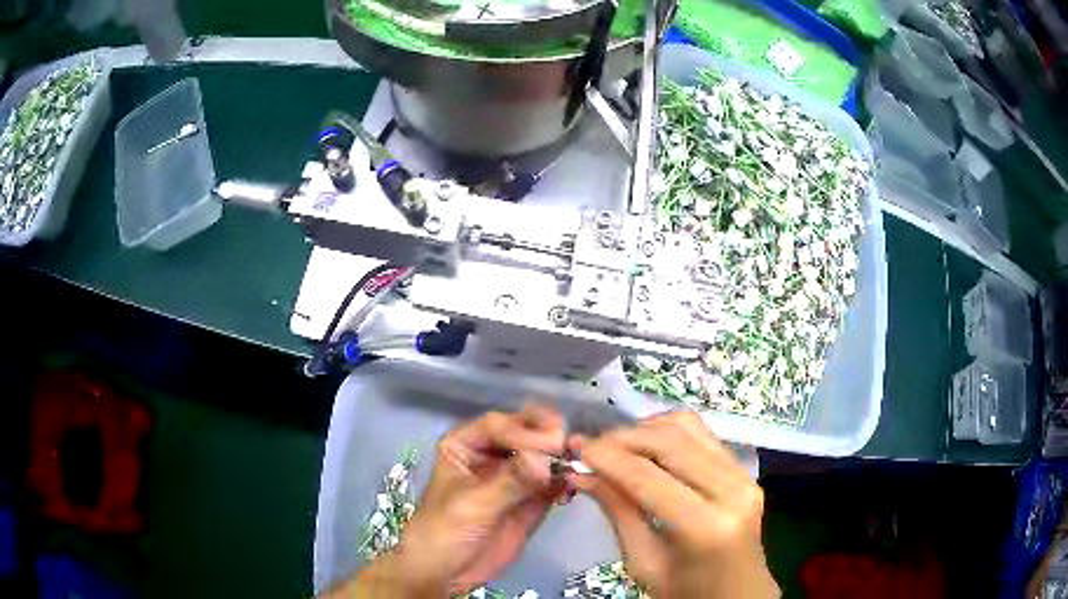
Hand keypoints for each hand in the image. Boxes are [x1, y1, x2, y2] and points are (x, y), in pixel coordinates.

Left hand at [346, 403, 566, 596]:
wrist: (447, 573)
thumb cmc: (445, 531)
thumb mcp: (473, 505)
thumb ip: (510, 481)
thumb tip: (545, 459)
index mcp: (465, 444)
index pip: (498, 426)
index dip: (524, 431)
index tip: (551, 443)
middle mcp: (492, 452)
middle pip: (524, 433)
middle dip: (547, 437)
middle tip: (568, 444)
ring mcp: (515, 475)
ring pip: (543, 456)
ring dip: (561, 458)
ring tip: (578, 464)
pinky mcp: (533, 498)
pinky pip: (553, 482)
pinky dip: (565, 481)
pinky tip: (574, 486)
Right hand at [569, 411, 778, 598]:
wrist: (738, 593)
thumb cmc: (686, 591)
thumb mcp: (643, 563)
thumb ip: (619, 512)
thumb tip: (582, 473)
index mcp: (706, 527)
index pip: (647, 477)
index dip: (607, 457)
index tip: (575, 448)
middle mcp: (731, 490)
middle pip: (670, 441)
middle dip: (622, 437)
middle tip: (589, 446)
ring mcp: (743, 475)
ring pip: (687, 427)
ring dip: (645, 429)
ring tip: (616, 447)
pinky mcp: (744, 469)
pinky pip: (702, 434)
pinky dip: (667, 432)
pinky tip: (646, 448)